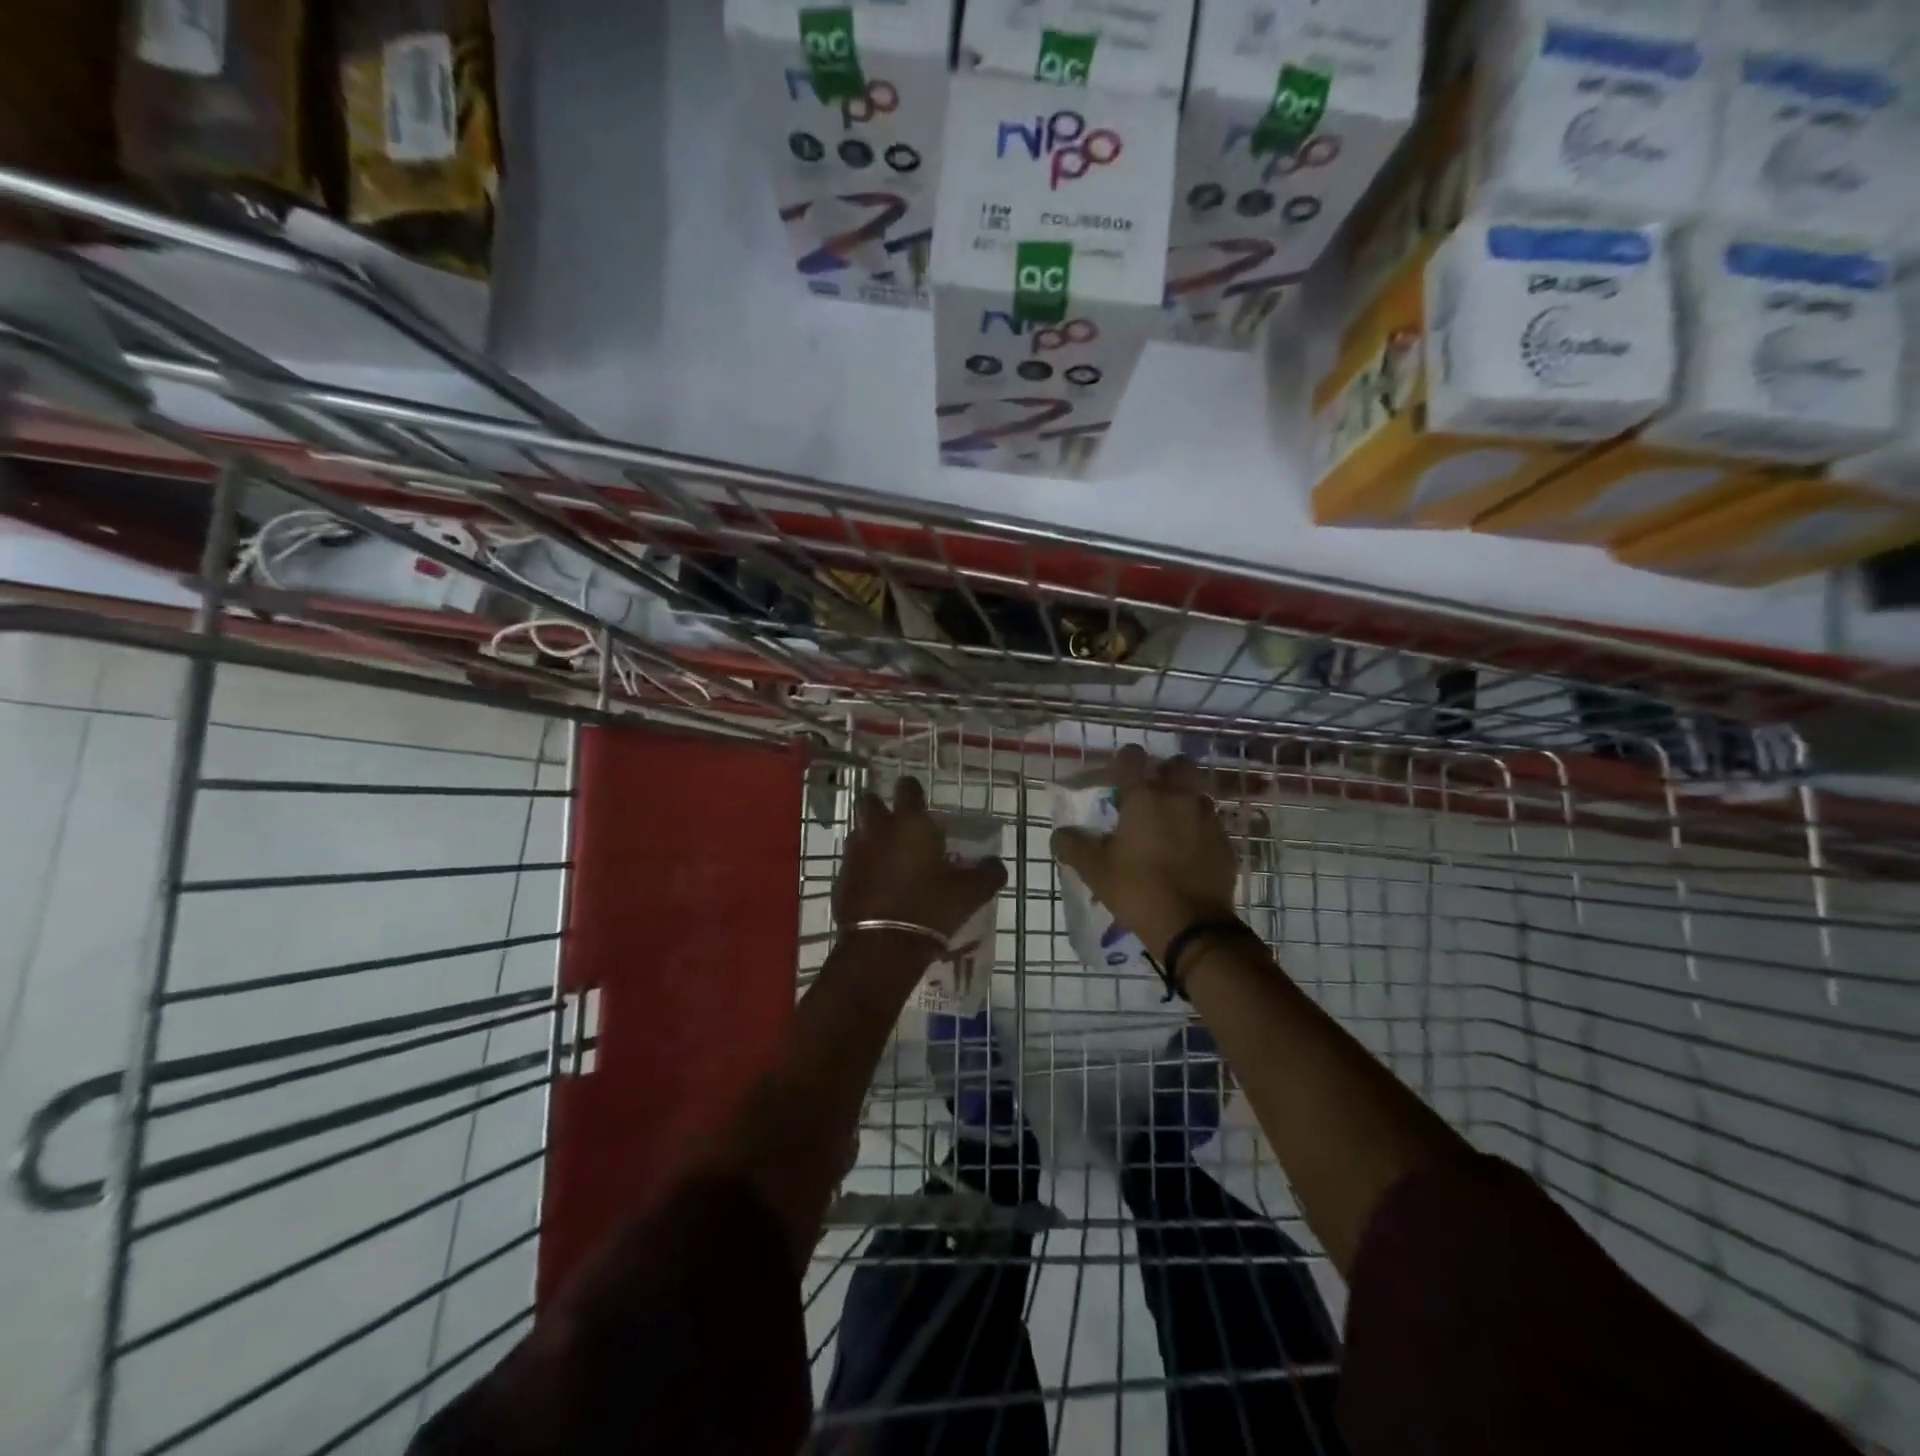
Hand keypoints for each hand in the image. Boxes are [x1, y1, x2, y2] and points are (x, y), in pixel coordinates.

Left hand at [835, 776, 1007, 944]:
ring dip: (871, 839)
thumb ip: (988, 873)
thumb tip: (995, 864)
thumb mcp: (971, 893)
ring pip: (859, 833)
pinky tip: (878, 888)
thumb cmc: (931, 908)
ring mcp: (855, 854)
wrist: (883, 946)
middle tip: (898, 826)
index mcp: (910, 823)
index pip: (908, 787)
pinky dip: (863, 869)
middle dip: (880, 808)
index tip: (921, 804)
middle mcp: (878, 830)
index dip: (914, 792)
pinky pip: (852, 864)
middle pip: (870, 802)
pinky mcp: (841, 879)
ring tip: (890, 860)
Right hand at [1052, 746, 1238, 962]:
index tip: (1117, 773)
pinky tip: (1188, 850)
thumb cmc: (1137, 889)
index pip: (1132, 758)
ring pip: (1197, 793)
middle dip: (1164, 772)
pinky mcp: (1225, 842)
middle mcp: (1179, 797)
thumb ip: (1073, 846)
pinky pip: (1210, 824)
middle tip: (1150, 793)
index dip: (1124, 760)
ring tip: (1170, 823)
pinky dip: (1198, 829)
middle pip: (1177, 765)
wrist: (1193, 926)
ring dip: (1184, 800)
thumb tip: (1059, 835)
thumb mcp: (1094, 870)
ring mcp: (1208, 818)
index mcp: (1144, 797)